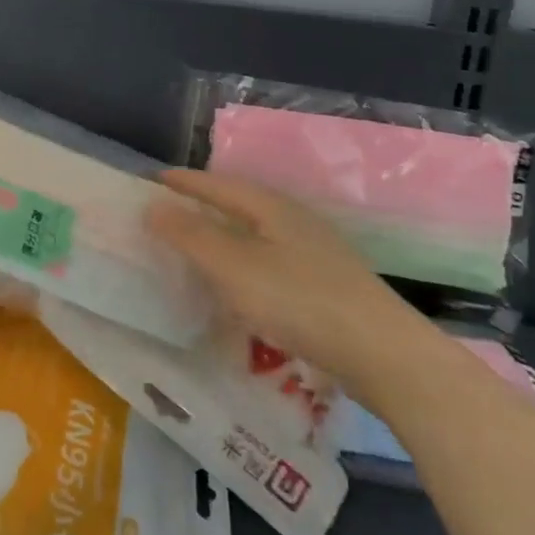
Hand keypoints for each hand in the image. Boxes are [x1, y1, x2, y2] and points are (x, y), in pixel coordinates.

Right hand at [147, 170, 441, 397]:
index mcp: (271, 207)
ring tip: (198, 245)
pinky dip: (244, 261)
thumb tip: (152, 206)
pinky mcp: (326, 283)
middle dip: (204, 204)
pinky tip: (241, 284)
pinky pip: (271, 259)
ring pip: (257, 232)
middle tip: (170, 210)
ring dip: (225, 234)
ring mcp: (315, 251)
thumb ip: (191, 236)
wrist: (383, 354)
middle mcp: (294, 220)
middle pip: (240, 203)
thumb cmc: (299, 300)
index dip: (185, 182)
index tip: (154, 180)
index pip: (218, 184)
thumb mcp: (234, 267)